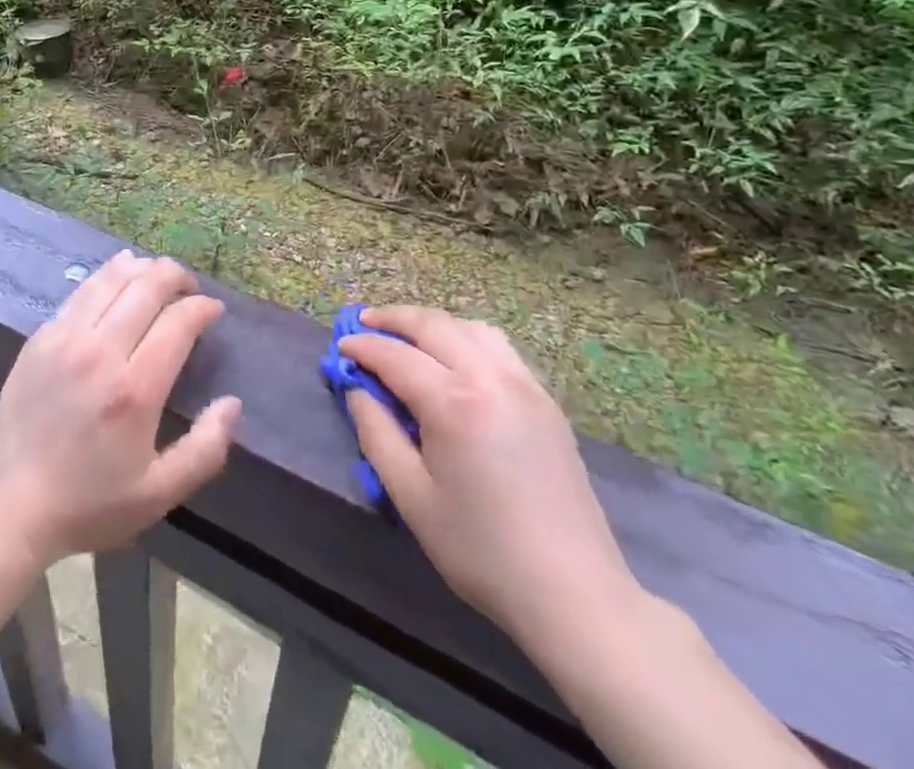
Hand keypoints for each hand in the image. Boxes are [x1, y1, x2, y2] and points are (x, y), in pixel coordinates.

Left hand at [0, 251, 242, 567]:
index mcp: (135, 390)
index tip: (213, 310)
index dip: (202, 308)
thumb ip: (205, 449)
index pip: (178, 321)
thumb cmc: (90, 504)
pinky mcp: (39, 338)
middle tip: (189, 287)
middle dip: (176, 276)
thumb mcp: (159, 493)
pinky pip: (80, 293)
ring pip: (110, 279)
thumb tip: (233, 403)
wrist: (10, 507)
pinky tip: (116, 279)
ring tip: (156, 273)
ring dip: (140, 268)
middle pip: (146, 287)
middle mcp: (100, 352)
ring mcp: (64, 339)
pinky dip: (106, 278)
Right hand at [341, 307, 638, 646]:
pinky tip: (454, 357)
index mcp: (455, 403)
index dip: (363, 347)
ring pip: (470, 328)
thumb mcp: (411, 496)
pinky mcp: (545, 401)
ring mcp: (524, 386)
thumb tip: (357, 389)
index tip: (340, 346)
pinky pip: (499, 347)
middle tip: (363, 322)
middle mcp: (491, 379)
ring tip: (407, 335)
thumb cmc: (481, 550)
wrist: (573, 594)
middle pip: (433, 326)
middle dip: (393, 318)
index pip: (396, 356)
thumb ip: (376, 433)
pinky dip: (466, 337)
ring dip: (432, 323)